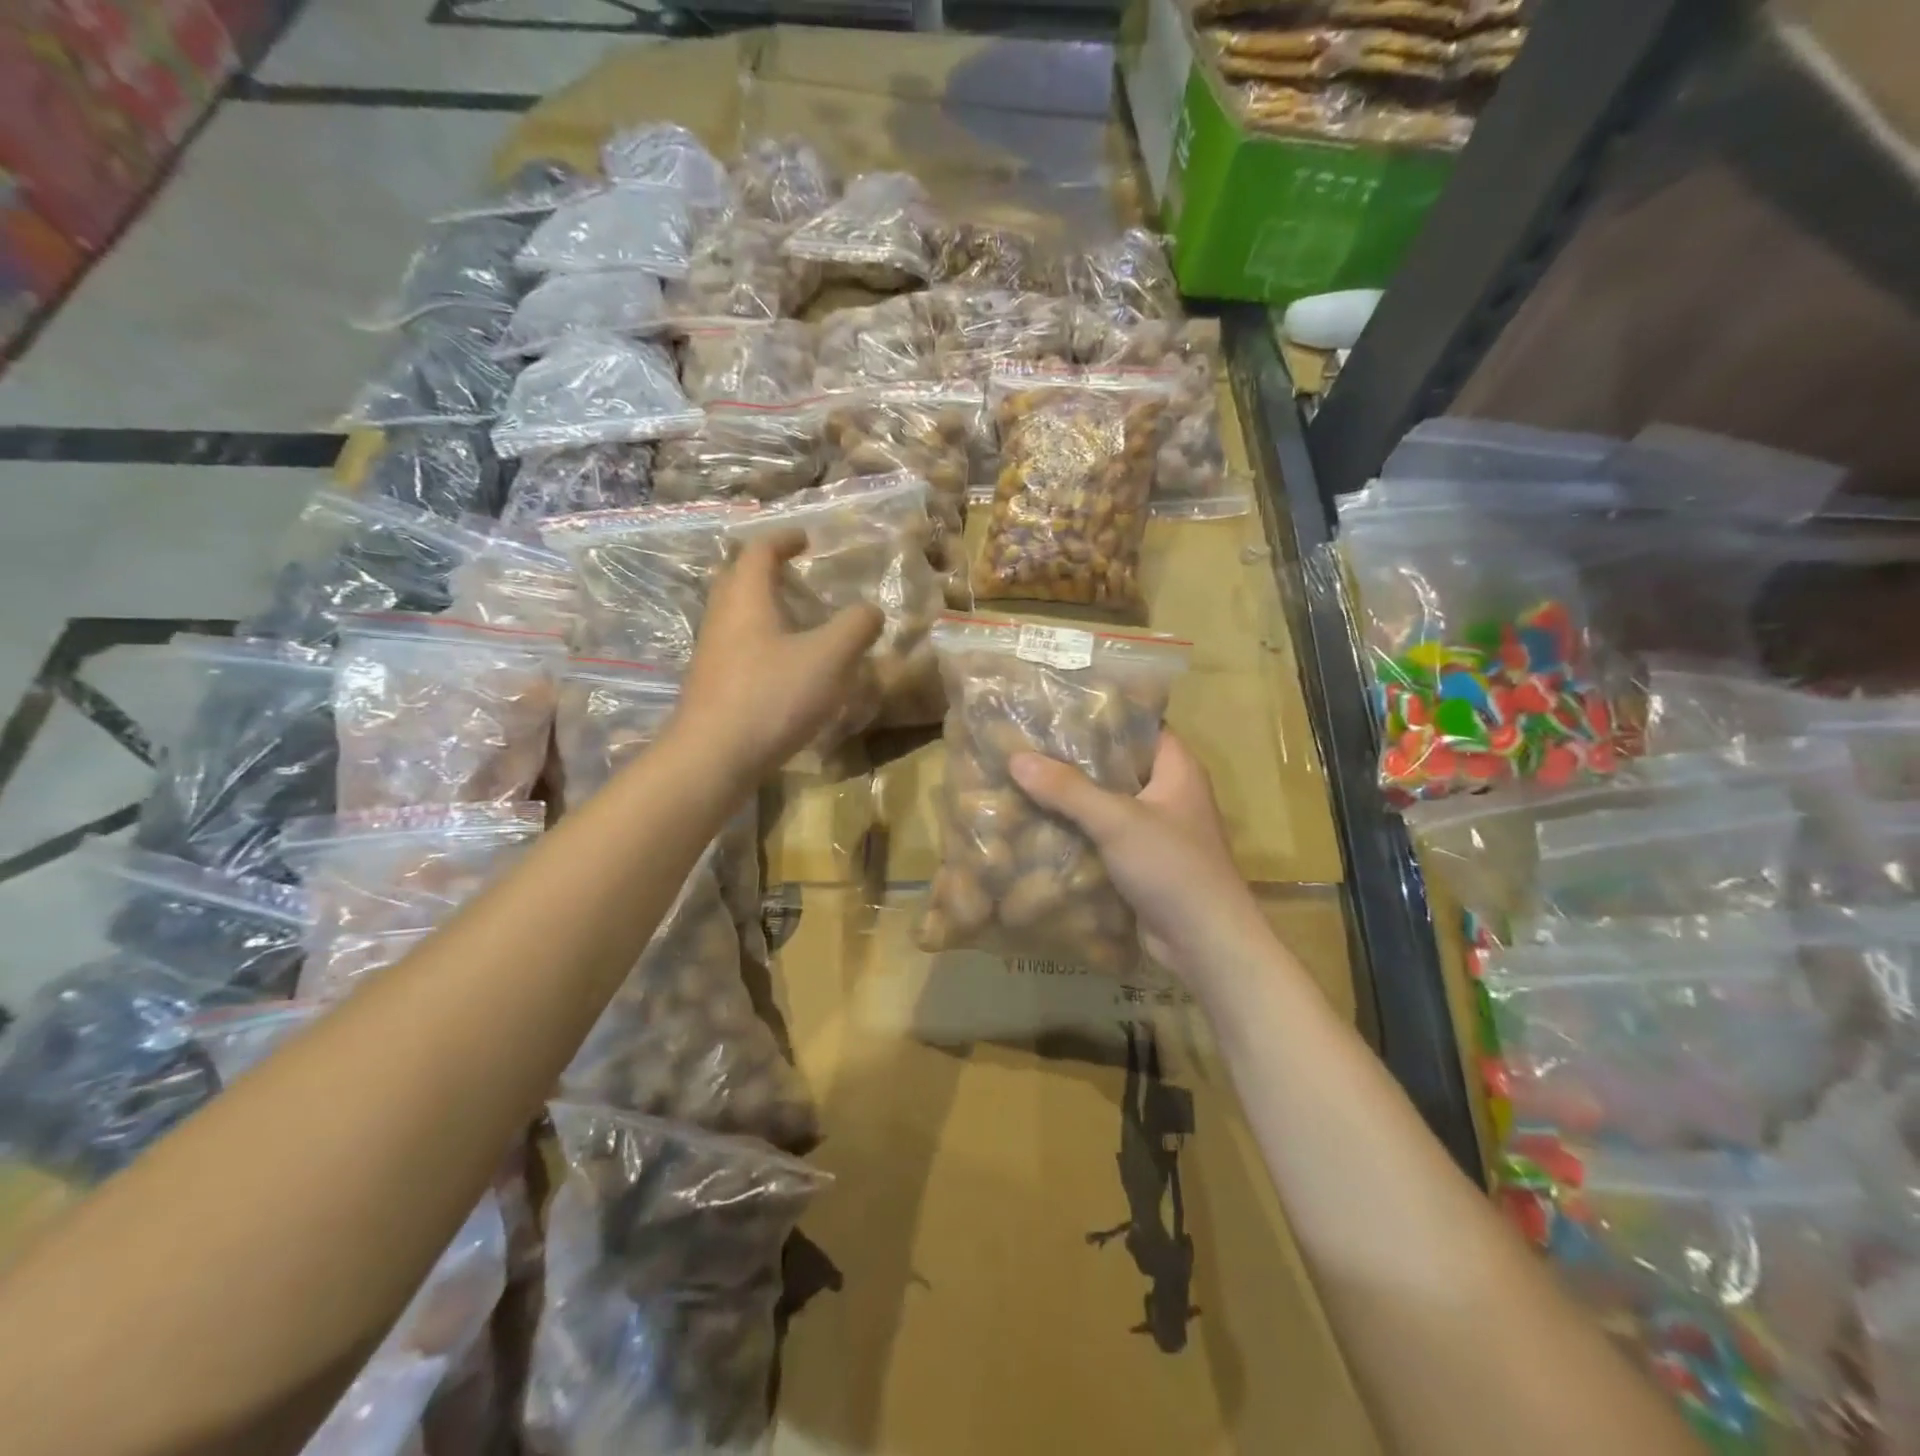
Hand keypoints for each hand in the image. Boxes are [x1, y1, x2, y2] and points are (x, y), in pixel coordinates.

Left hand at [677, 532, 882, 781]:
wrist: (713, 757)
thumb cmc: (772, 696)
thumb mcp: (829, 658)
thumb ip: (855, 627)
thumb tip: (871, 610)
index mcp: (747, 598)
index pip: (759, 551)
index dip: (783, 539)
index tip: (806, 539)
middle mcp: (722, 617)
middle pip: (737, 579)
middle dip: (765, 570)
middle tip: (795, 574)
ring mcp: (712, 653)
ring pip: (736, 615)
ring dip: (763, 608)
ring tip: (797, 621)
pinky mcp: (712, 685)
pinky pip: (737, 647)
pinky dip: (761, 641)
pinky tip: (784, 666)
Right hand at [1009, 733, 1267, 981]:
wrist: (1205, 943)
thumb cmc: (1172, 867)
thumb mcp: (1117, 820)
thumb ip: (1067, 789)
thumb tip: (1016, 758)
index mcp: (1177, 769)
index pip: (1139, 725)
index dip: (1102, 715)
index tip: (1056, 709)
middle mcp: (1169, 793)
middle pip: (1117, 764)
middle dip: (1076, 759)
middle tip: (1028, 744)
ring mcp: (1156, 829)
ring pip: (1107, 802)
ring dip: (1072, 797)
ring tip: (1024, 779)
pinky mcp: (1142, 861)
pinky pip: (1104, 835)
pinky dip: (1078, 830)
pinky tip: (1039, 824)